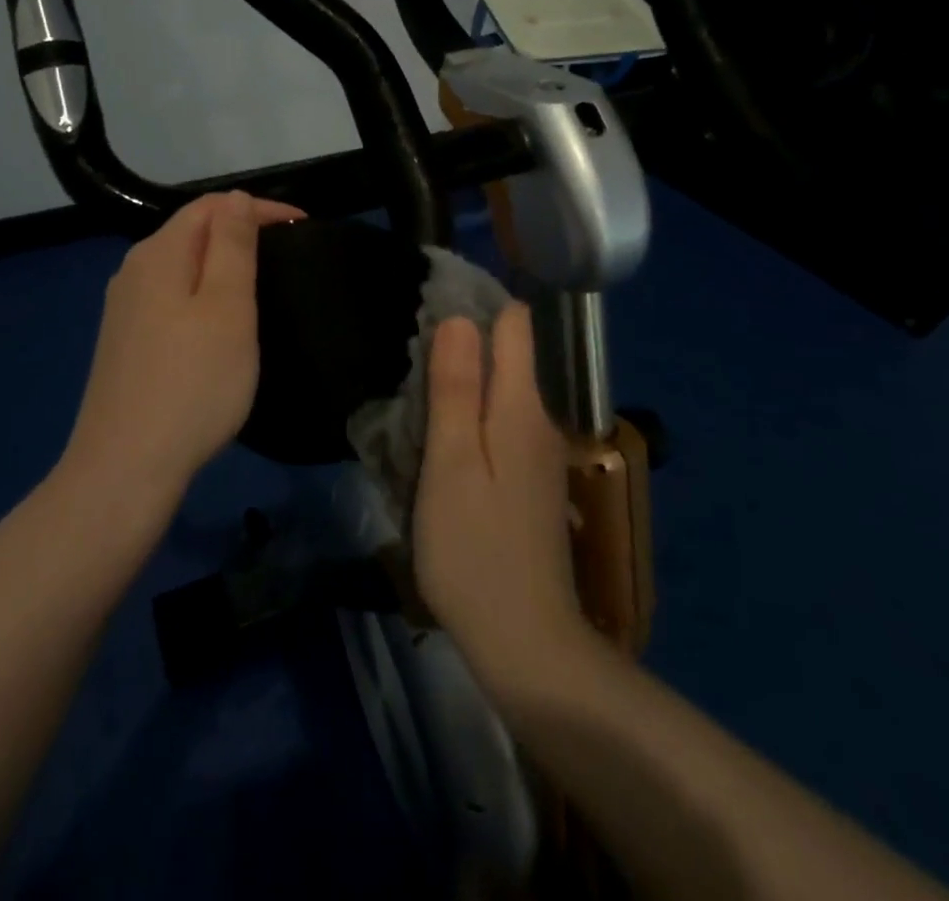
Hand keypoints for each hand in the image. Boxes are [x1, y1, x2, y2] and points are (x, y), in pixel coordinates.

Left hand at [61, 191, 303, 503]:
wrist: (125, 467)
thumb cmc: (192, 383)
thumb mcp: (227, 308)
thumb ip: (232, 246)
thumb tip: (235, 199)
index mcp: (159, 254)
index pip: (211, 206)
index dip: (258, 208)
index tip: (302, 227)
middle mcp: (133, 271)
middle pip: (192, 231)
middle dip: (240, 232)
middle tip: (286, 255)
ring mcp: (123, 309)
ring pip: (180, 266)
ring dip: (221, 264)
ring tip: (260, 284)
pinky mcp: (124, 342)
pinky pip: (170, 297)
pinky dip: (201, 294)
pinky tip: (217, 323)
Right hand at [413, 305, 591, 692]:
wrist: (527, 644)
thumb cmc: (474, 549)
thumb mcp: (451, 462)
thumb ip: (457, 387)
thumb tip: (460, 318)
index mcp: (522, 406)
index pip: (515, 322)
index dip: (476, 305)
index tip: (430, 307)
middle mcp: (540, 420)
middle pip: (507, 356)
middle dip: (462, 346)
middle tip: (407, 360)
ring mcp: (540, 454)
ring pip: (500, 393)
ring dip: (462, 386)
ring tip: (414, 399)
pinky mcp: (531, 483)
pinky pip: (501, 426)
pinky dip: (471, 420)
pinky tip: (440, 445)